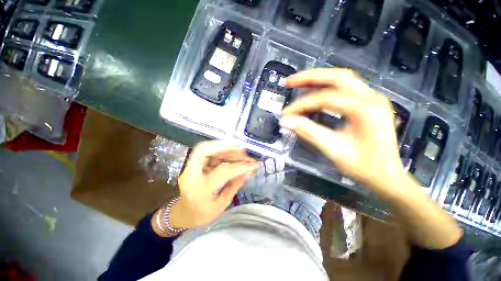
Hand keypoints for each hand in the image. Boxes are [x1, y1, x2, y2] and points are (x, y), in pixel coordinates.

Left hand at [169, 141, 258, 228]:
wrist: (183, 214)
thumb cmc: (202, 214)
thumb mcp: (221, 205)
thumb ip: (234, 186)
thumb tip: (248, 172)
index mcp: (200, 189)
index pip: (223, 171)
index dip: (240, 166)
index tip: (254, 165)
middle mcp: (191, 174)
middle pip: (204, 150)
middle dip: (225, 146)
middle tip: (243, 149)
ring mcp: (190, 167)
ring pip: (206, 148)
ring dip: (225, 147)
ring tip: (241, 151)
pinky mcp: (193, 164)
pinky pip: (208, 152)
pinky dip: (221, 151)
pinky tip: (231, 154)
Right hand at [280, 68, 405, 192]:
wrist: (386, 176)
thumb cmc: (364, 167)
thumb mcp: (334, 150)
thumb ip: (309, 132)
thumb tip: (286, 122)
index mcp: (366, 109)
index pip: (326, 99)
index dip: (302, 105)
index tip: (286, 115)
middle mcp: (371, 97)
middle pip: (337, 76)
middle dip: (310, 77)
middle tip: (289, 82)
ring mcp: (371, 99)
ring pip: (341, 79)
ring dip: (317, 80)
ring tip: (297, 84)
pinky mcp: (367, 104)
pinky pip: (343, 89)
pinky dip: (325, 89)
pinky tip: (313, 94)